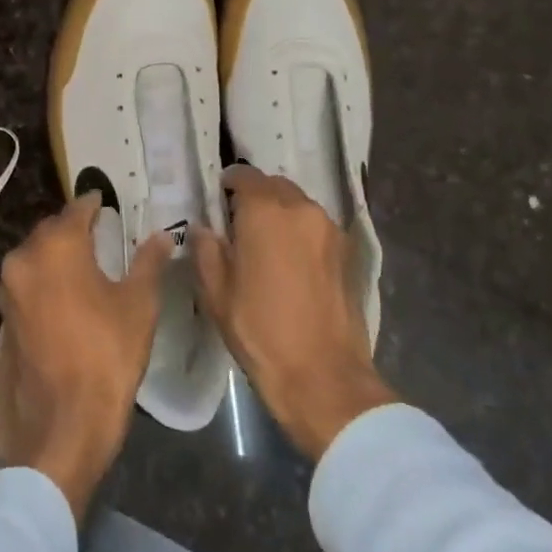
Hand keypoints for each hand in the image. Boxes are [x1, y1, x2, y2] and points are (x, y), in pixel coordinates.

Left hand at [0, 193, 168, 519]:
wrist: (62, 421)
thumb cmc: (107, 354)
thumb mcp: (139, 305)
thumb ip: (148, 262)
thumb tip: (161, 236)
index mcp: (57, 245)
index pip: (77, 209)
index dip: (95, 204)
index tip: (108, 203)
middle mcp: (24, 258)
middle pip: (51, 230)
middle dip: (74, 228)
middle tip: (100, 232)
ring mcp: (9, 288)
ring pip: (35, 255)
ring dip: (57, 253)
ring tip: (86, 261)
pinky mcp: (4, 316)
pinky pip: (27, 282)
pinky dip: (46, 279)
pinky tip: (67, 292)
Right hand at [193, 165, 396, 460]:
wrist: (323, 376)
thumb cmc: (261, 331)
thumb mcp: (217, 293)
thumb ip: (206, 251)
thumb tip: (203, 229)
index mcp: (266, 212)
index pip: (244, 176)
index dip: (228, 184)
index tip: (218, 200)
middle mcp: (301, 209)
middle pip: (275, 185)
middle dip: (256, 196)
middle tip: (239, 222)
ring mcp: (330, 229)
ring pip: (299, 204)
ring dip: (281, 213)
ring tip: (266, 243)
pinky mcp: (348, 252)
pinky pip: (317, 226)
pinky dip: (301, 231)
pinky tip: (291, 260)